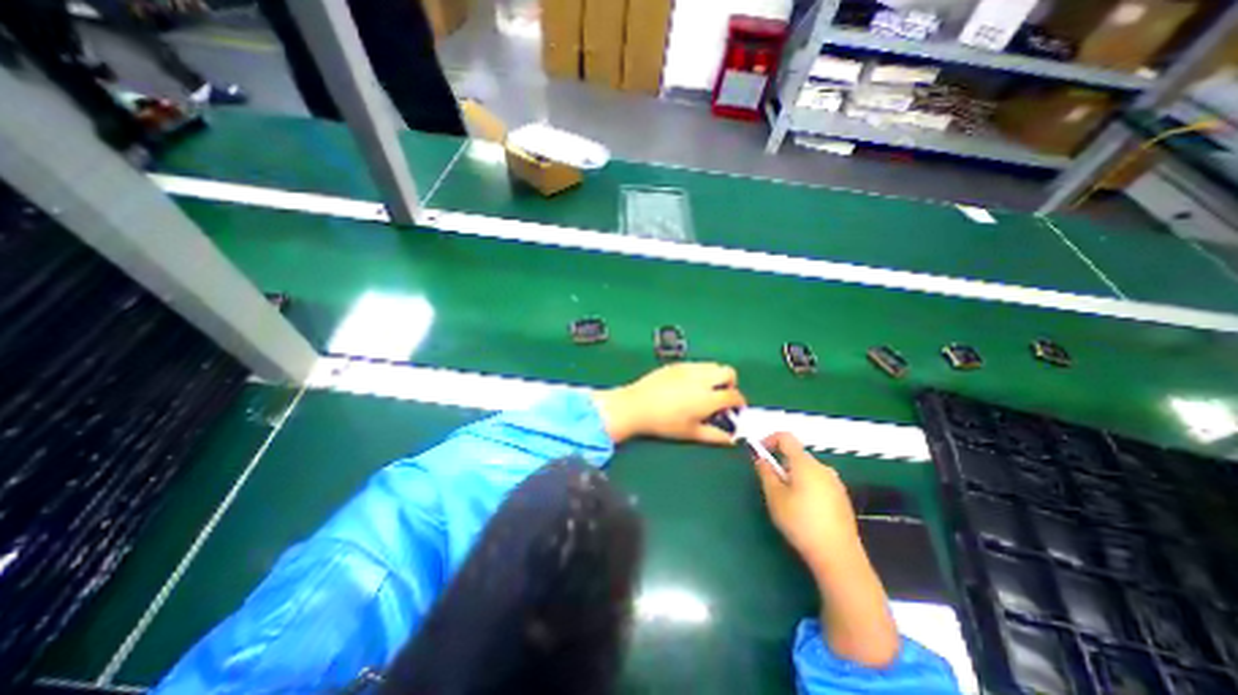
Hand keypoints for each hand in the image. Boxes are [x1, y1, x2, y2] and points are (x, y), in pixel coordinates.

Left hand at [590, 365, 744, 443]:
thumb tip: (732, 439)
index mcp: (708, 397)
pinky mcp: (677, 364)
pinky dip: (701, 372)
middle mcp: (702, 378)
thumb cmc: (664, 423)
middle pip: (729, 372)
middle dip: (730, 383)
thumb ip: (714, 435)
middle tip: (721, 396)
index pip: (734, 395)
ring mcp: (689, 368)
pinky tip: (689, 385)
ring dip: (716, 376)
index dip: (739, 403)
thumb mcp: (690, 433)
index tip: (735, 410)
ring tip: (705, 390)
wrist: (636, 405)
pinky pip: (697, 364)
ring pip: (713, 365)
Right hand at [754, 436, 862, 575]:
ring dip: (793, 475)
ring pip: (807, 470)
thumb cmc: (800, 522)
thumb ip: (765, 472)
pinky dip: (806, 486)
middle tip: (770, 483)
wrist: (838, 556)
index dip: (769, 440)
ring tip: (785, 499)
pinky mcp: (842, 498)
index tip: (759, 454)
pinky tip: (804, 510)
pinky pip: (818, 482)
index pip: (786, 437)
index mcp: (805, 463)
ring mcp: (835, 483)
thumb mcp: (774, 497)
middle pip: (796, 454)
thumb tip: (760, 458)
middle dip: (780, 463)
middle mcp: (822, 468)